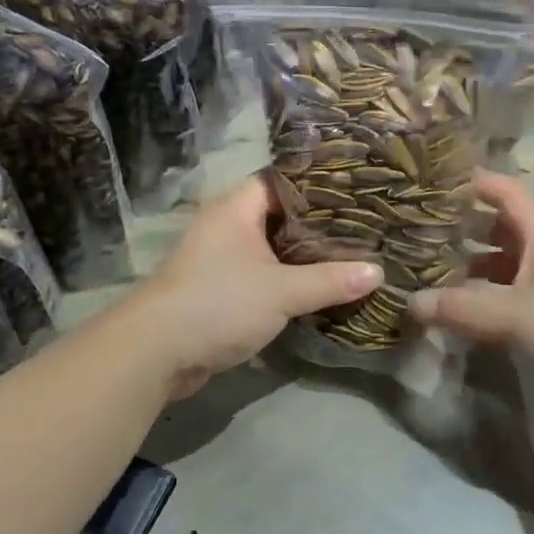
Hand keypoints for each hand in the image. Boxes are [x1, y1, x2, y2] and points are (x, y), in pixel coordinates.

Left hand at [134, 175, 381, 397]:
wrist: (156, 353)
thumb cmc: (219, 303)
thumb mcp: (282, 291)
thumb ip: (330, 280)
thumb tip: (378, 272)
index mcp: (237, 208)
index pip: (283, 180)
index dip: (318, 183)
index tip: (356, 189)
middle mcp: (227, 225)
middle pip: (280, 214)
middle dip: (317, 223)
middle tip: (362, 223)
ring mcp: (220, 258)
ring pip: (271, 247)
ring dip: (302, 254)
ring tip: (349, 252)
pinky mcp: (219, 289)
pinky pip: (261, 274)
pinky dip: (286, 277)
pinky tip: (318, 285)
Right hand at [412, 172, 533, 425]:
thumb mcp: (516, 315)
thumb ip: (462, 308)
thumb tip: (411, 302)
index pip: (507, 192)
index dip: (475, 182)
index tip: (435, 182)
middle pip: (502, 227)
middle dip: (464, 228)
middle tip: (422, 233)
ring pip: (507, 264)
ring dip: (475, 266)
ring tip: (434, 274)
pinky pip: (514, 295)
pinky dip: (489, 297)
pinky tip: (464, 313)